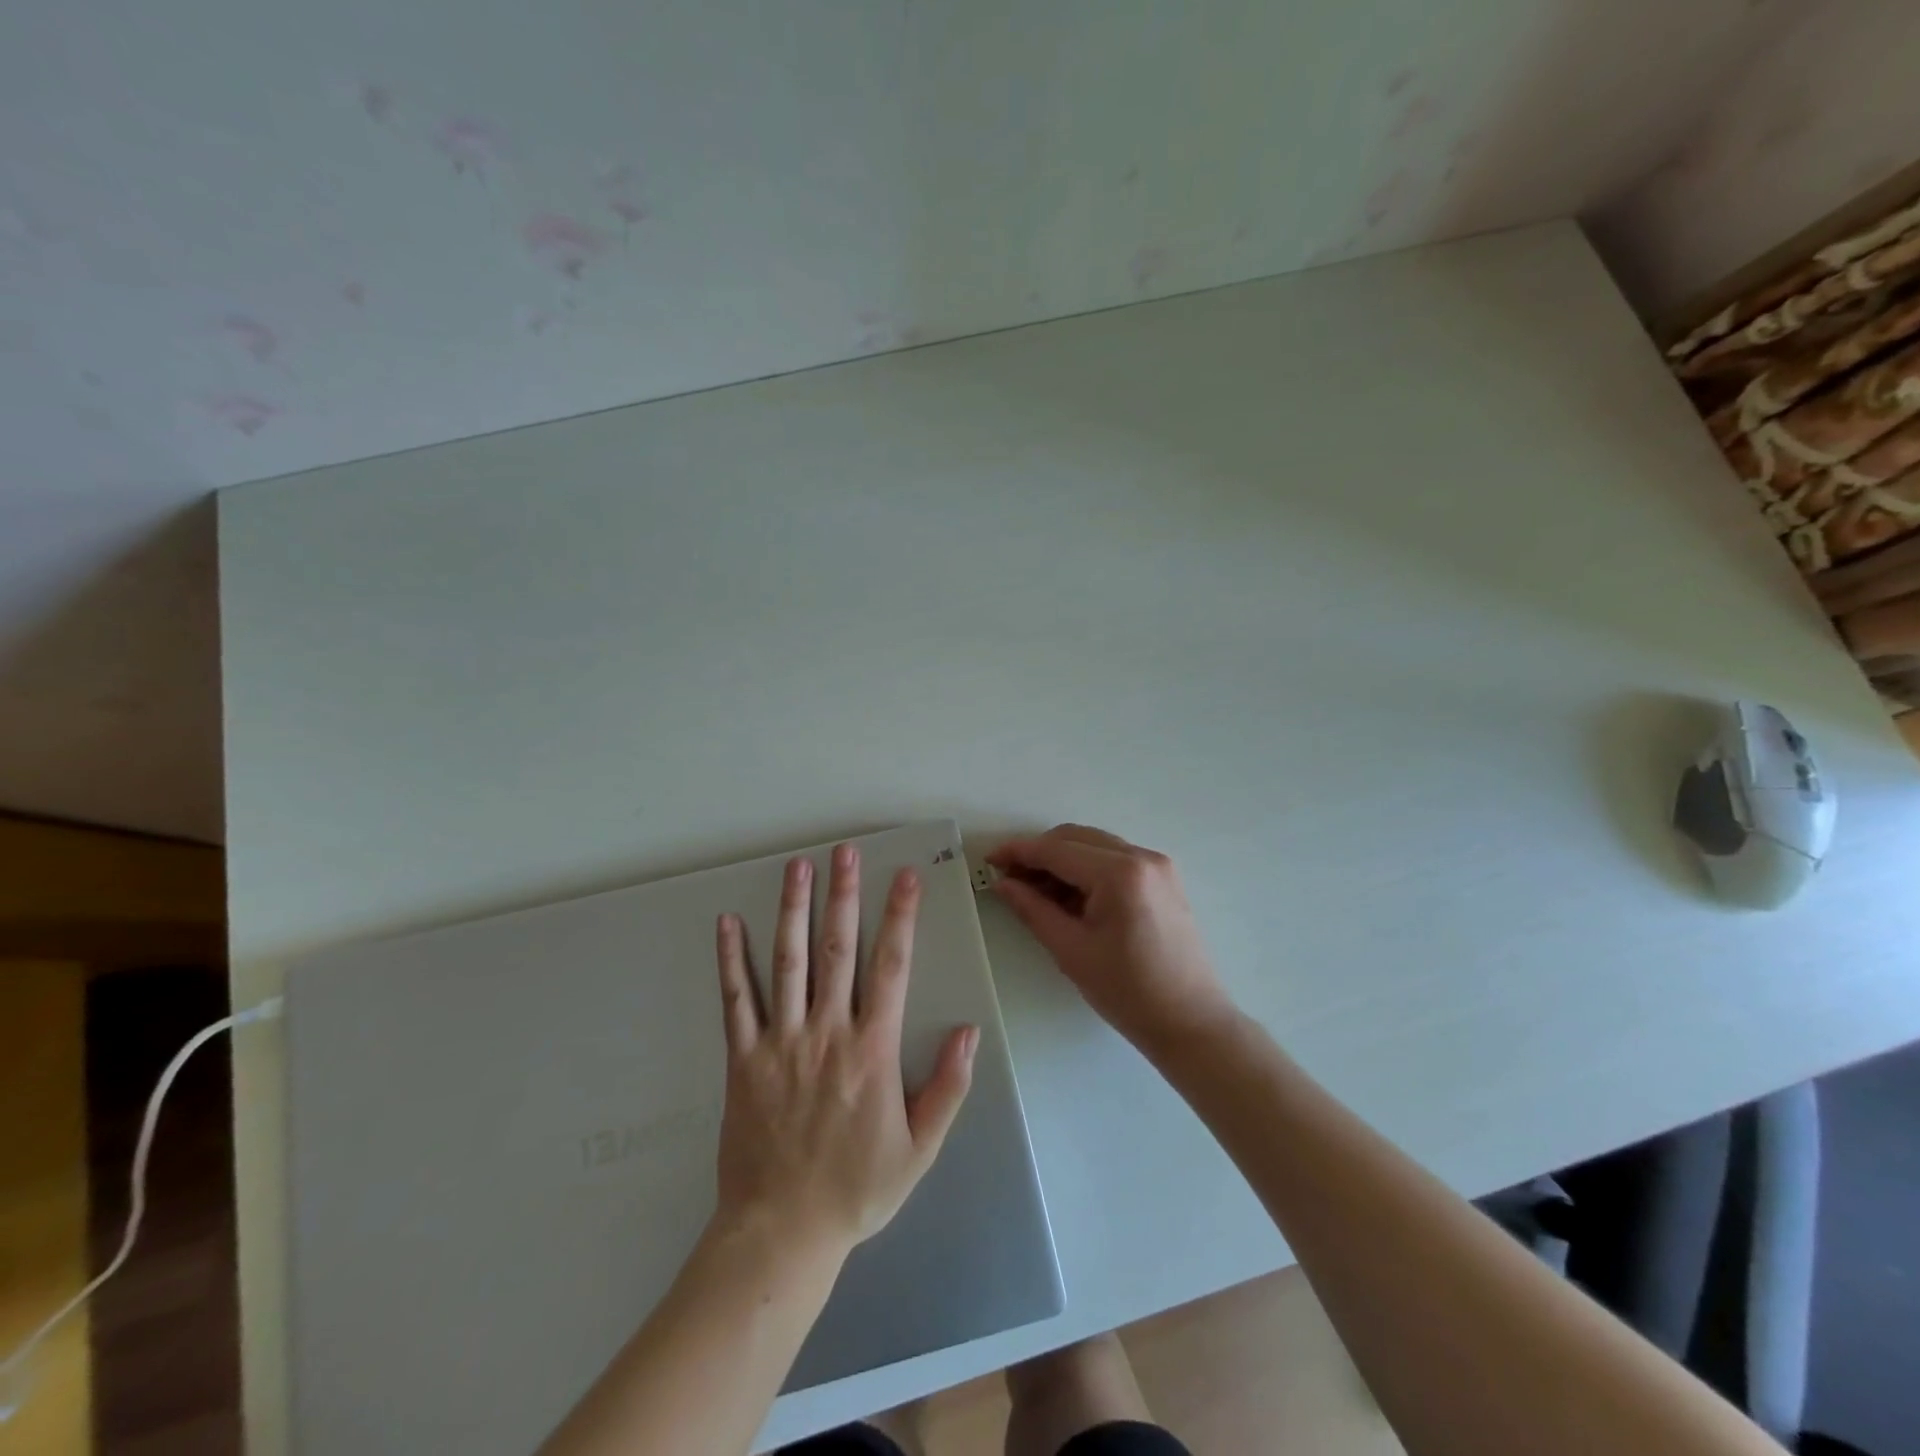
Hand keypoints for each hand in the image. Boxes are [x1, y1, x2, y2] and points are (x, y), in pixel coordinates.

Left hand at [712, 845, 977, 1265]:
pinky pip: (736, 1000)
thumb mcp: (920, 1148)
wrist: (781, 1232)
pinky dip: (731, 959)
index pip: (891, 966)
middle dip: (844, 895)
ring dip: (793, 910)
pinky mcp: (743, 1058)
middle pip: (837, 949)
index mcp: (872, 1049)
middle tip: (845, 851)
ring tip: (798, 867)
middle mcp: (827, 1031)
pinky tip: (727, 923)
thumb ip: (948, 1087)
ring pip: (787, 961)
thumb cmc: (857, 1189)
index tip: (904, 877)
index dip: (900, 917)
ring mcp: (780, 1041)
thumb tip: (969, 1030)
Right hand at [988, 824, 1234, 1053]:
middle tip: (1009, 878)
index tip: (990, 860)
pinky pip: (1114, 859)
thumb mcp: (1071, 950)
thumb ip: (1033, 909)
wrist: (1191, 1022)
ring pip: (1095, 846)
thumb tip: (1004, 883)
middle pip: (1076, 838)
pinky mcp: (1163, 878)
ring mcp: (1158, 865)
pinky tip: (1068, 895)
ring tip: (1035, 890)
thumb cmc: (1128, 992)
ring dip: (1062, 860)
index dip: (1019, 852)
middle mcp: (1142, 857)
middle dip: (1039, 853)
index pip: (1057, 850)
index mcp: (1120, 873)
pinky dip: (1087, 869)